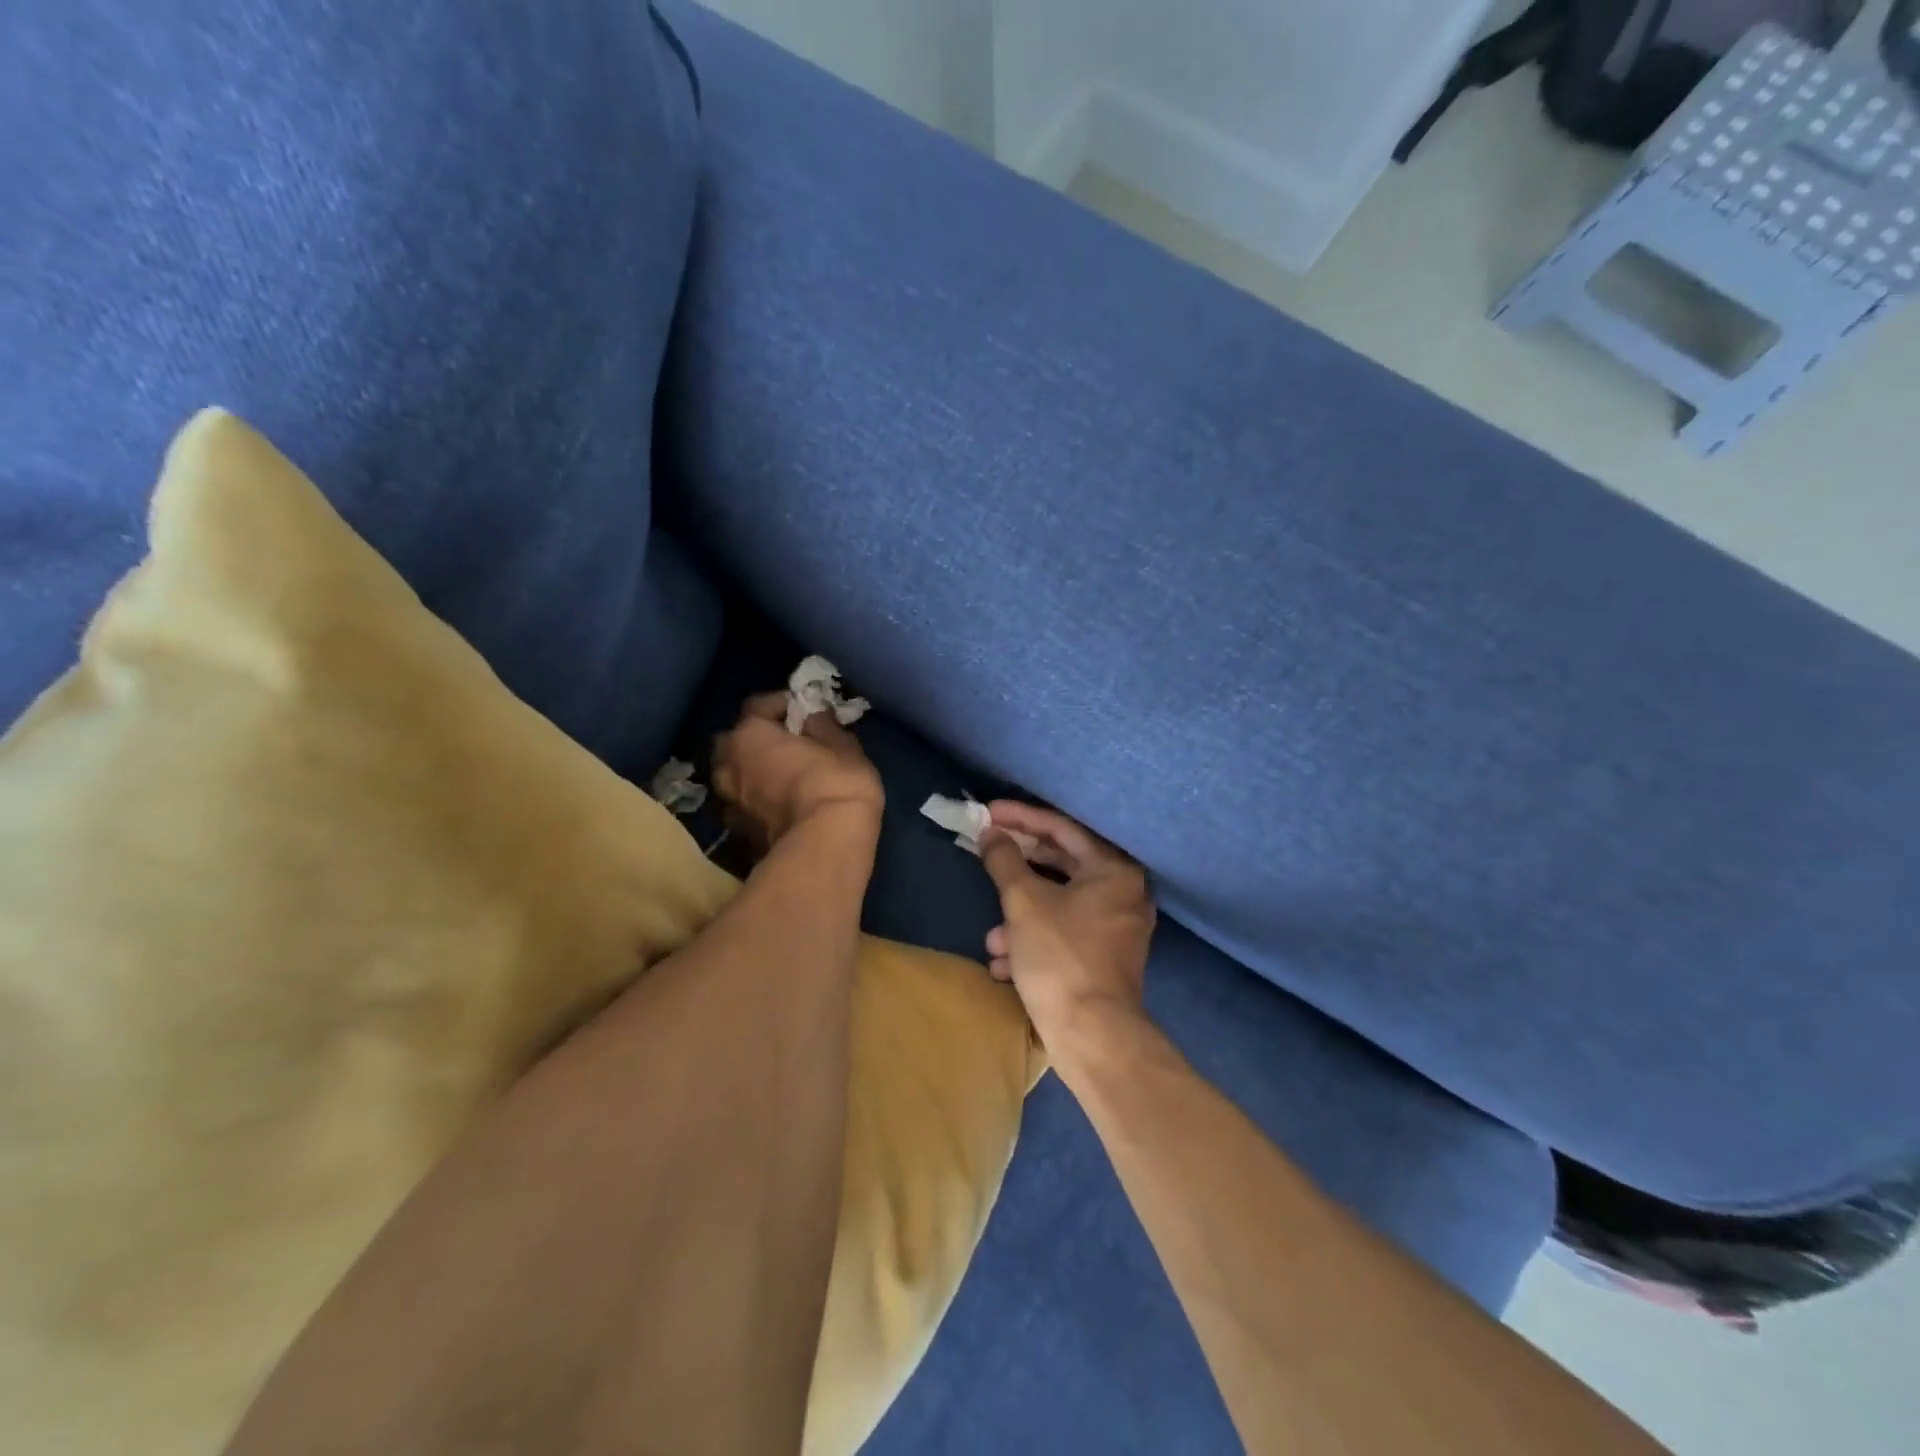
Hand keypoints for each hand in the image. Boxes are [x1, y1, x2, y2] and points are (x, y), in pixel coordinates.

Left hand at [712, 694, 882, 848]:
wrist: (824, 847)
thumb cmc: (836, 784)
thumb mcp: (843, 746)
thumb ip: (824, 726)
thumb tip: (813, 718)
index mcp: (750, 734)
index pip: (757, 706)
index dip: (780, 704)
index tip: (802, 709)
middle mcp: (729, 764)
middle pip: (734, 741)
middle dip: (754, 739)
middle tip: (783, 743)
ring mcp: (729, 802)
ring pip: (732, 776)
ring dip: (749, 772)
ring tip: (777, 776)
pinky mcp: (737, 833)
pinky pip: (743, 806)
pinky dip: (754, 802)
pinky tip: (776, 805)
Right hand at [977, 803, 1155, 1051]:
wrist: (1092, 1036)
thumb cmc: (1059, 956)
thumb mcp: (1023, 902)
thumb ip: (1004, 860)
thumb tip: (991, 833)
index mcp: (1114, 870)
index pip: (1062, 828)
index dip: (1021, 818)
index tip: (988, 813)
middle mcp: (1124, 893)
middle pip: (1062, 866)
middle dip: (1018, 872)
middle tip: (987, 856)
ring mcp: (1118, 929)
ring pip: (1059, 906)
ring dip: (1021, 917)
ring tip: (992, 938)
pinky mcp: (1107, 959)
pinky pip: (1066, 934)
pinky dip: (1035, 941)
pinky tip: (1005, 964)